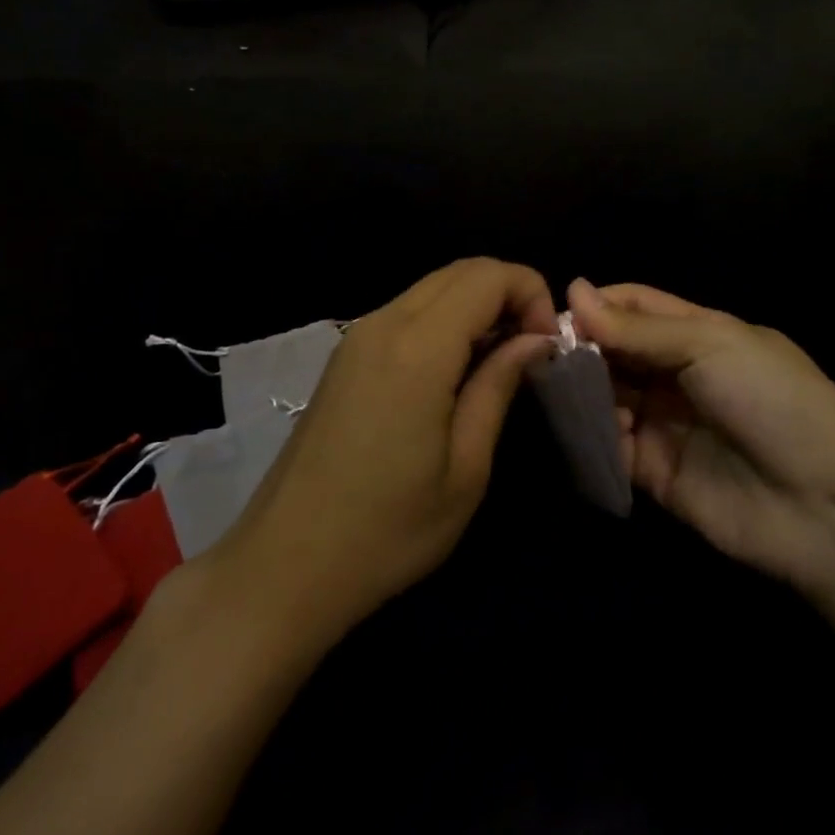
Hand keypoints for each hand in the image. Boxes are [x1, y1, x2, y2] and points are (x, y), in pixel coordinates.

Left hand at [215, 259, 557, 637]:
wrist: (286, 564)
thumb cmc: (388, 529)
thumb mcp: (466, 468)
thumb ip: (498, 386)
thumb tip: (534, 338)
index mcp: (418, 348)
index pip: (487, 275)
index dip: (530, 293)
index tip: (549, 345)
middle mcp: (383, 324)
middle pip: (460, 271)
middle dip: (508, 292)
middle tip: (532, 349)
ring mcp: (356, 337)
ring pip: (432, 287)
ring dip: (476, 305)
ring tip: (500, 361)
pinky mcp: (344, 356)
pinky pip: (406, 312)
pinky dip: (445, 320)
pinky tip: (456, 370)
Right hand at [567, 278, 834, 590]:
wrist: (823, 504)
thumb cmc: (770, 400)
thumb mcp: (709, 344)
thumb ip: (637, 327)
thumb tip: (573, 289)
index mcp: (697, 333)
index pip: (634, 306)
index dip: (597, 304)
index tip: (555, 312)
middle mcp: (676, 373)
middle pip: (614, 350)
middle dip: (582, 347)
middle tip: (543, 353)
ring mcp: (664, 423)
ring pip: (606, 395)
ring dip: (582, 390)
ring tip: (558, 389)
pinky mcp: (653, 471)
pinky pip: (611, 446)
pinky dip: (593, 436)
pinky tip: (585, 428)